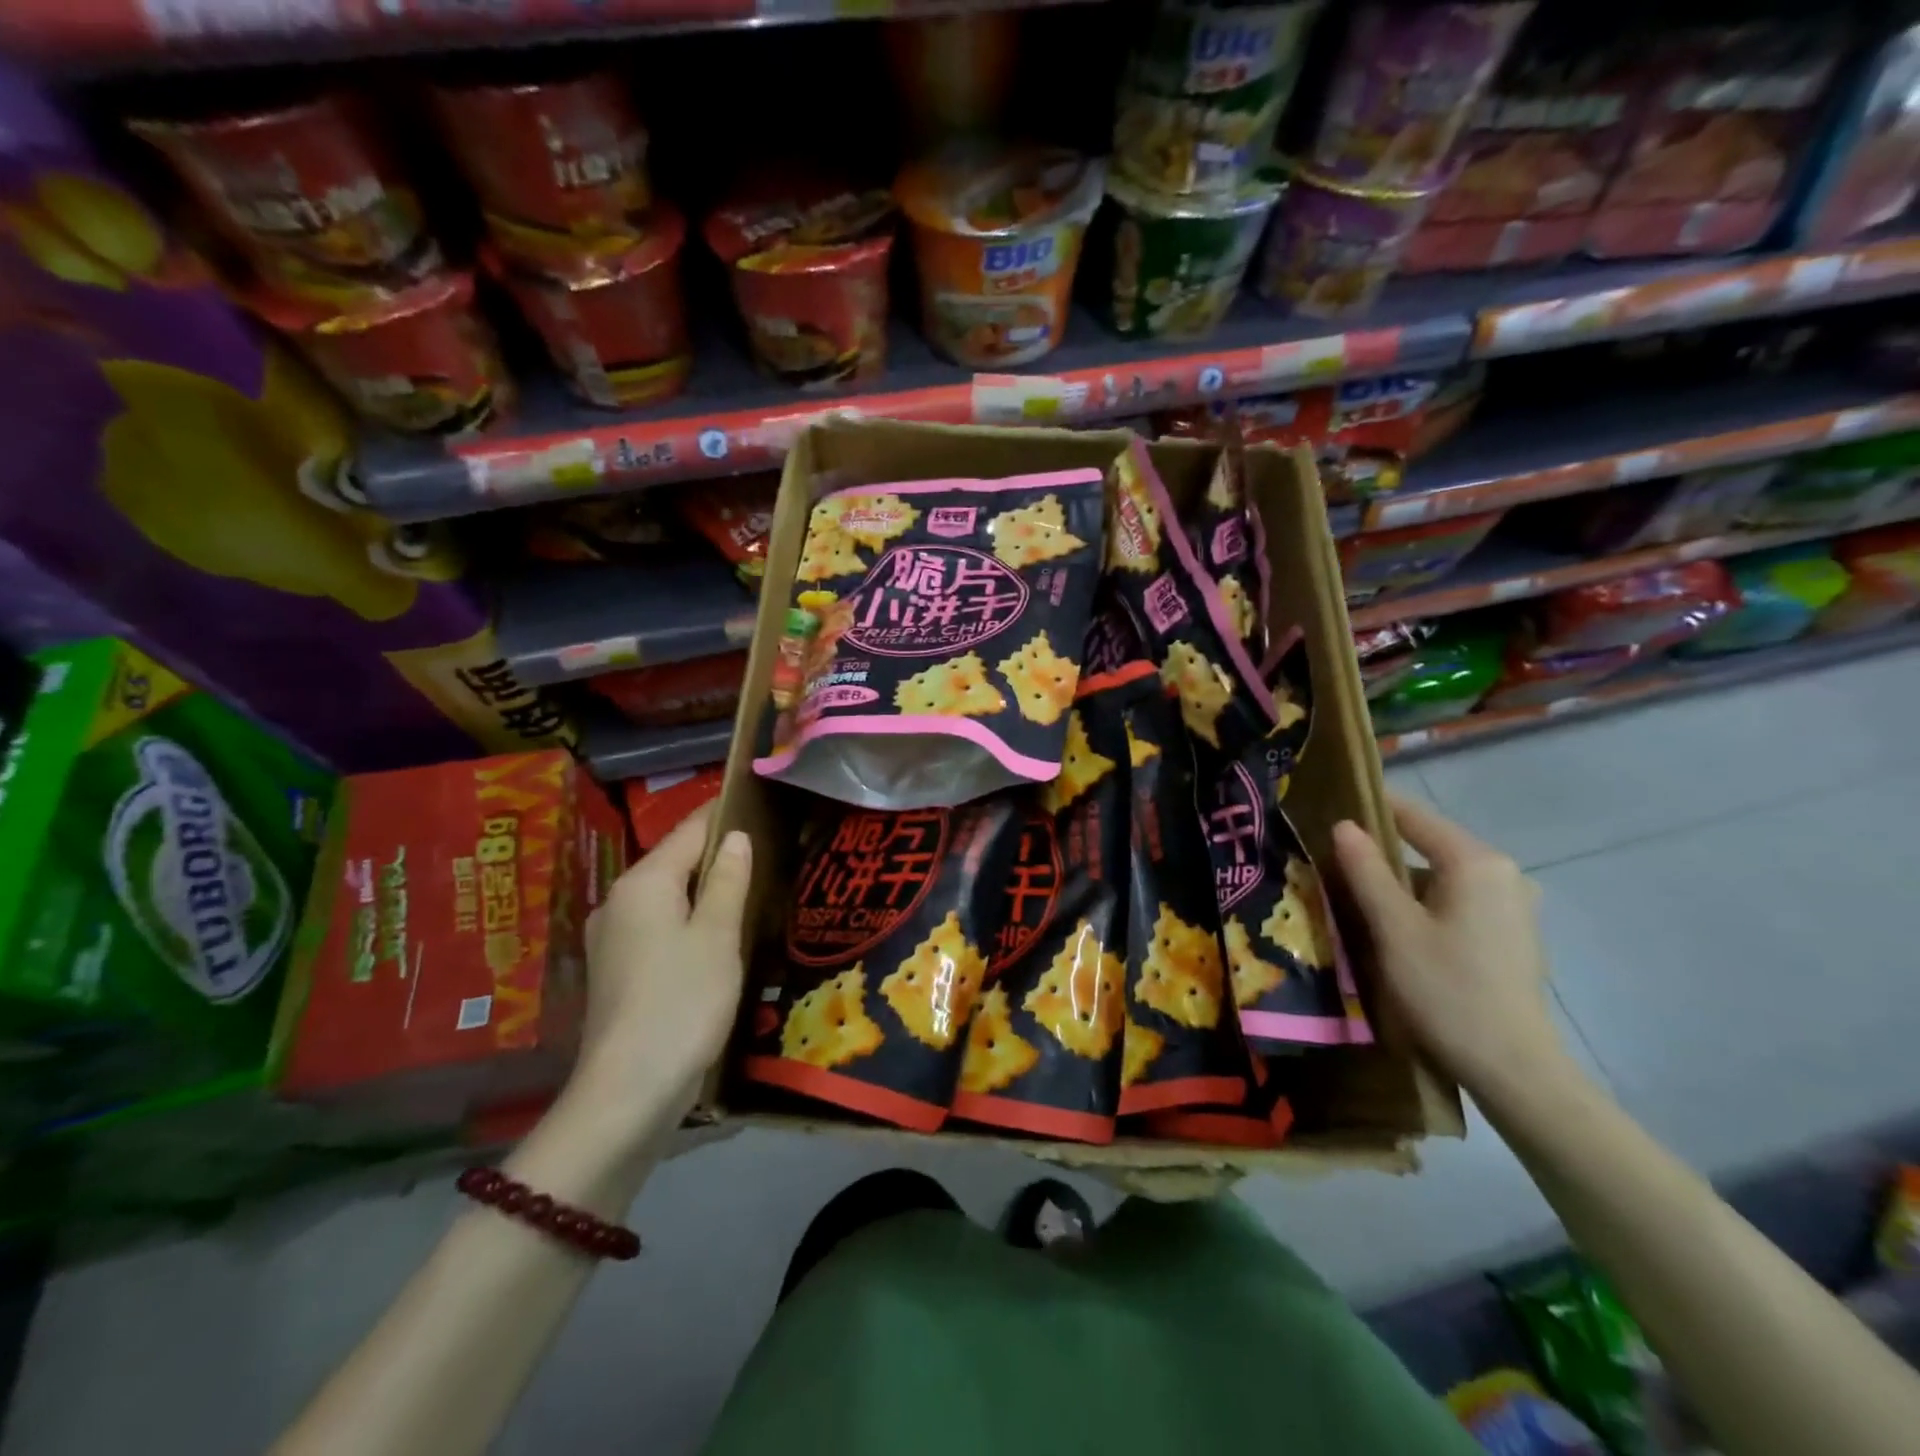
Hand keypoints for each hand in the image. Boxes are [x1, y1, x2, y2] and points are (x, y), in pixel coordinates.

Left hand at [570, 804, 752, 1136]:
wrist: (627, 1093)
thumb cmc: (682, 1001)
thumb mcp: (718, 936)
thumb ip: (729, 881)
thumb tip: (736, 838)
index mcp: (643, 882)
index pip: (689, 830)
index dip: (725, 814)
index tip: (762, 802)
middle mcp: (619, 901)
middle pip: (676, 862)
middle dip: (720, 855)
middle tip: (771, 852)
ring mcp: (613, 938)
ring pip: (669, 898)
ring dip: (707, 892)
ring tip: (754, 891)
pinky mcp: (617, 971)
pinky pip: (660, 928)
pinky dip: (691, 922)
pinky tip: (721, 938)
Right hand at [1332, 794, 1572, 1103]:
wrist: (1513, 1068)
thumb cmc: (1447, 990)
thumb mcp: (1393, 928)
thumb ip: (1366, 871)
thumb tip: (1343, 826)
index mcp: (1477, 862)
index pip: (1415, 816)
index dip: (1372, 807)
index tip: (1329, 803)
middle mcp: (1503, 873)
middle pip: (1430, 844)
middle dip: (1382, 849)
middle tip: (1332, 856)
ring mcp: (1513, 905)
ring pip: (1441, 875)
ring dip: (1400, 880)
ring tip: (1355, 892)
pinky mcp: (1511, 933)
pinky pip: (1457, 899)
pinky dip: (1424, 902)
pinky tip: (1396, 925)